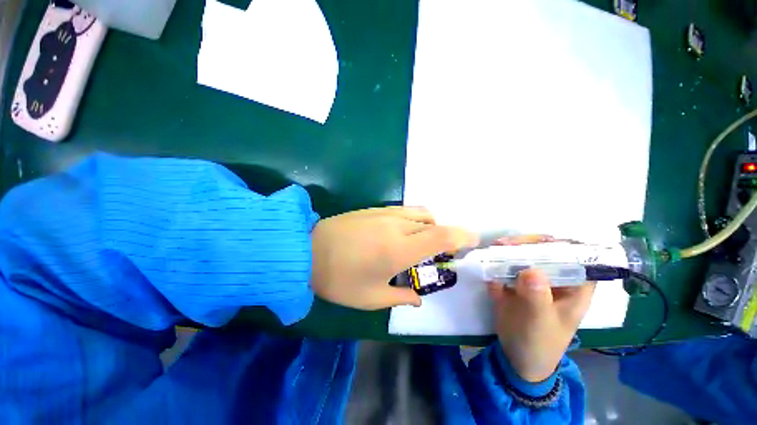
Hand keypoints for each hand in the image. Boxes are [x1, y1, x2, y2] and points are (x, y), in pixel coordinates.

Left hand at [311, 206, 478, 309]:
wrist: (306, 250)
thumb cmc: (339, 279)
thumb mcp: (371, 298)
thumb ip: (401, 297)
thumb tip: (418, 297)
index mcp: (400, 249)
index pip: (442, 236)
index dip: (462, 236)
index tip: (470, 242)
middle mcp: (397, 226)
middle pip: (434, 222)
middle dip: (444, 235)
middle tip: (437, 252)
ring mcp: (384, 213)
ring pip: (420, 213)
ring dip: (428, 226)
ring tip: (417, 243)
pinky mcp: (374, 208)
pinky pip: (404, 210)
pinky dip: (413, 220)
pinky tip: (399, 233)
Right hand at [487, 236, 594, 382]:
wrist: (517, 356)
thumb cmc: (540, 343)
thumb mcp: (541, 323)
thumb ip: (537, 298)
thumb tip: (530, 271)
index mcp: (574, 286)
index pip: (577, 257)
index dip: (562, 245)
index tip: (538, 241)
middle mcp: (555, 278)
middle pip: (545, 251)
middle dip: (526, 244)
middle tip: (505, 244)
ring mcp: (532, 279)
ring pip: (524, 255)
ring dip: (508, 249)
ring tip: (493, 248)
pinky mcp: (513, 281)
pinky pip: (505, 266)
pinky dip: (496, 260)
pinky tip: (486, 260)